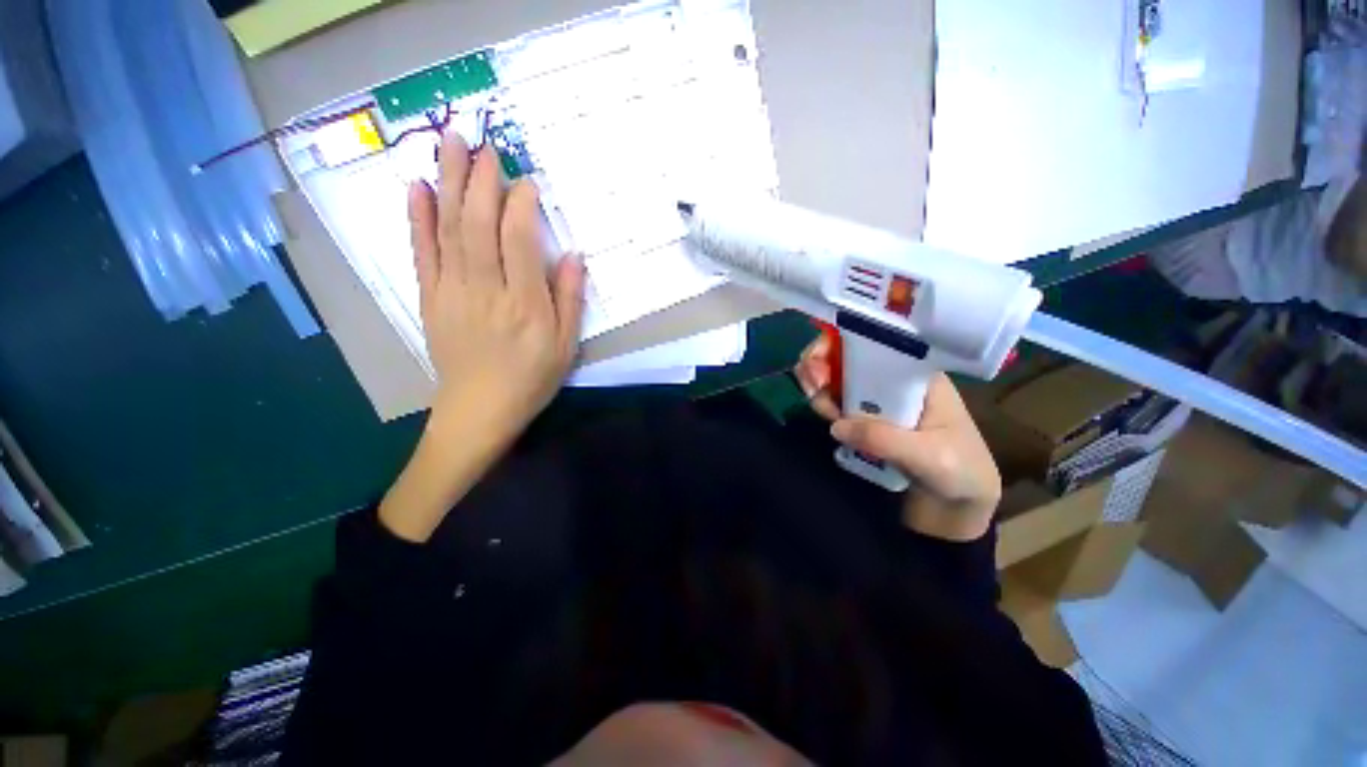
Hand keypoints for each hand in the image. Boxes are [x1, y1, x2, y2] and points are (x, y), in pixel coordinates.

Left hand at [409, 132, 584, 429]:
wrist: (479, 410)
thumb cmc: (531, 378)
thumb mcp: (566, 346)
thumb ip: (569, 300)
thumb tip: (572, 255)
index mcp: (525, 305)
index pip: (518, 241)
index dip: (521, 205)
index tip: (526, 180)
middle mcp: (485, 291)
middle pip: (478, 225)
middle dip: (480, 179)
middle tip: (482, 142)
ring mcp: (452, 292)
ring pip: (449, 230)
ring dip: (448, 182)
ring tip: (448, 142)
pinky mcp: (430, 298)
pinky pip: (422, 252)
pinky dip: (418, 218)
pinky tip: (418, 187)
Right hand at [794, 334, 1001, 540]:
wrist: (958, 506)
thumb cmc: (961, 472)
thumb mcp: (930, 456)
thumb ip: (884, 439)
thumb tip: (836, 426)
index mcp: (916, 375)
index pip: (873, 344)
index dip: (839, 344)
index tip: (819, 364)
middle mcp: (892, 380)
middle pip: (847, 356)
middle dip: (821, 364)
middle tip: (811, 387)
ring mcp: (877, 400)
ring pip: (837, 379)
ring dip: (819, 387)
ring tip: (822, 410)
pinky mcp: (865, 420)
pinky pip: (836, 403)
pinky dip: (823, 405)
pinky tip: (826, 418)